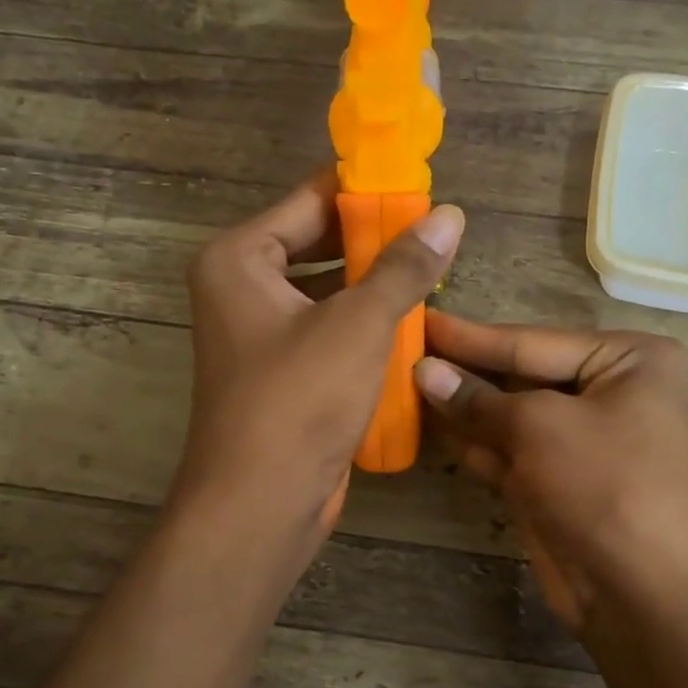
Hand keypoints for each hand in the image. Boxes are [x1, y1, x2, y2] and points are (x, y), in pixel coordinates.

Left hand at [175, 170, 463, 540]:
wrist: (260, 502)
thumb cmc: (299, 400)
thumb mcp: (358, 324)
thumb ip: (403, 267)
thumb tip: (448, 216)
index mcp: (239, 259)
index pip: (310, 200)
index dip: (366, 191)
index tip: (420, 185)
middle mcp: (240, 288)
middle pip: (316, 243)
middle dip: (374, 240)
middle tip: (436, 232)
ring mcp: (258, 333)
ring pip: (325, 290)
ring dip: (373, 284)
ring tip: (433, 271)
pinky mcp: (280, 371)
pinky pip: (326, 329)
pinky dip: (362, 323)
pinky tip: (410, 321)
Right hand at [414, 313, 687, 627]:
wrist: (646, 595)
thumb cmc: (605, 486)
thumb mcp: (540, 428)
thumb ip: (478, 398)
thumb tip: (424, 371)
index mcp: (628, 360)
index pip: (532, 340)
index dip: (471, 336)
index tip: (421, 318)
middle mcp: (609, 392)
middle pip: (521, 374)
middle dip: (466, 371)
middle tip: (404, 353)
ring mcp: (582, 440)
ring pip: (510, 415)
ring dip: (463, 407)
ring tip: (404, 385)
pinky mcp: (558, 480)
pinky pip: (508, 450)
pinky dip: (474, 442)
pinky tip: (430, 425)